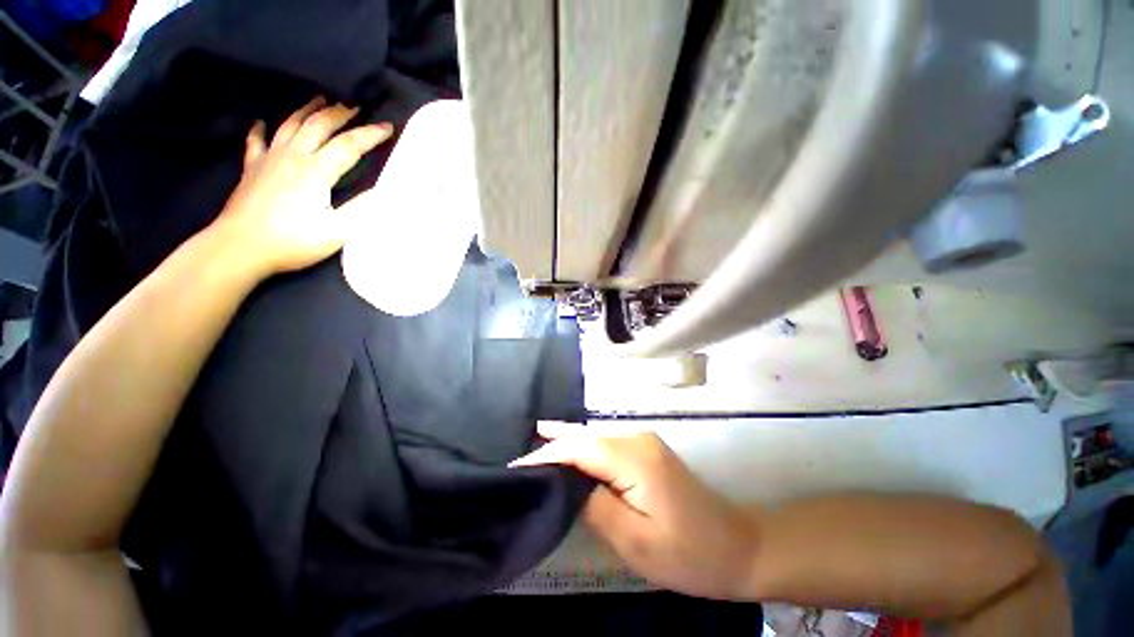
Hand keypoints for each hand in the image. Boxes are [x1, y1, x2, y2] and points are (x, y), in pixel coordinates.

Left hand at [213, 96, 393, 275]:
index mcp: (317, 171)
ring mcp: (269, 159)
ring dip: (308, 110)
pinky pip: (256, 141)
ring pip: (290, 124)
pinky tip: (261, 122)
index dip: (370, 134)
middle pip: (319, 125)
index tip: (388, 127)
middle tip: (355, 107)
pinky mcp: (252, 168)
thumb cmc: (292, 242)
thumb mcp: (337, 231)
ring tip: (321, 100)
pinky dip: (260, 129)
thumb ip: (362, 209)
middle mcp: (293, 156)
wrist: (240, 247)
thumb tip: (385, 191)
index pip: (349, 145)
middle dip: (340, 114)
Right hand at [510, 422, 760, 599]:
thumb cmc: (689, 553)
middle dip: (552, 444)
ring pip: (594, 436)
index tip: (516, 468)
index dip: (547, 455)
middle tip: (520, 458)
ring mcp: (644, 442)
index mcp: (634, 459)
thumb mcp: (636, 541)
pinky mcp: (646, 450)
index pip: (579, 448)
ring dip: (566, 439)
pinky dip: (583, 444)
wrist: (739, 546)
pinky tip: (569, 440)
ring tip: (536, 438)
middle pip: (585, 437)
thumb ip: (596, 506)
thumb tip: (570, 484)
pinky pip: (606, 442)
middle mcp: (637, 439)